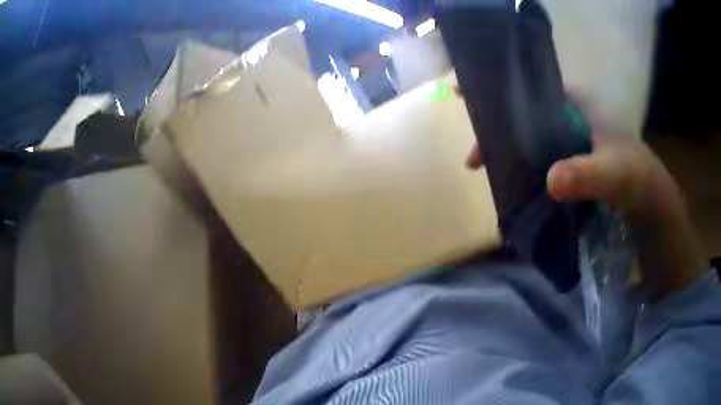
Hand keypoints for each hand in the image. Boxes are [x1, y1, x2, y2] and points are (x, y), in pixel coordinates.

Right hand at [463, 99, 705, 298]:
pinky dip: (524, 171)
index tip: (465, 96)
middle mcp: (570, 119)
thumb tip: (549, 180)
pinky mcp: (572, 165)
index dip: (500, 92)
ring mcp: (571, 143)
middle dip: (498, 132)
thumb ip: (586, 175)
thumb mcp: (613, 175)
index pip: (532, 89)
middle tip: (474, 158)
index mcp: (577, 106)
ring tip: (485, 172)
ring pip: (531, 141)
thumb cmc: (636, 179)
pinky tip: (512, 186)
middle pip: (525, 117)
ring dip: (508, 155)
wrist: (652, 205)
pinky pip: (540, 162)